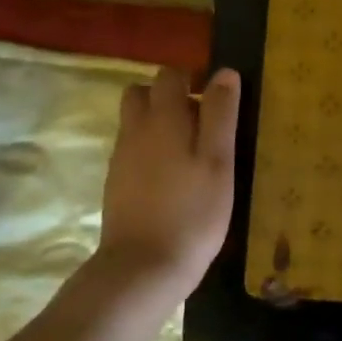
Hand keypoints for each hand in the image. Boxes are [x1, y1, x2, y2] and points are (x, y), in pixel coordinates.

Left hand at [93, 67, 240, 292]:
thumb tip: (224, 73)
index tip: (217, 100)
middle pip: (142, 93)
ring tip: (191, 152)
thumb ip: (221, 114)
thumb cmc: (193, 212)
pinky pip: (133, 150)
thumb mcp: (219, 160)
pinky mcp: (117, 184)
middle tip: (202, 123)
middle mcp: (135, 130)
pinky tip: (174, 179)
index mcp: (163, 119)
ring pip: (135, 122)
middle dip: (169, 97)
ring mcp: (121, 158)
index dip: (193, 79)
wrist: (143, 267)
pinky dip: (151, 151)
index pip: (170, 76)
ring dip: (159, 124)